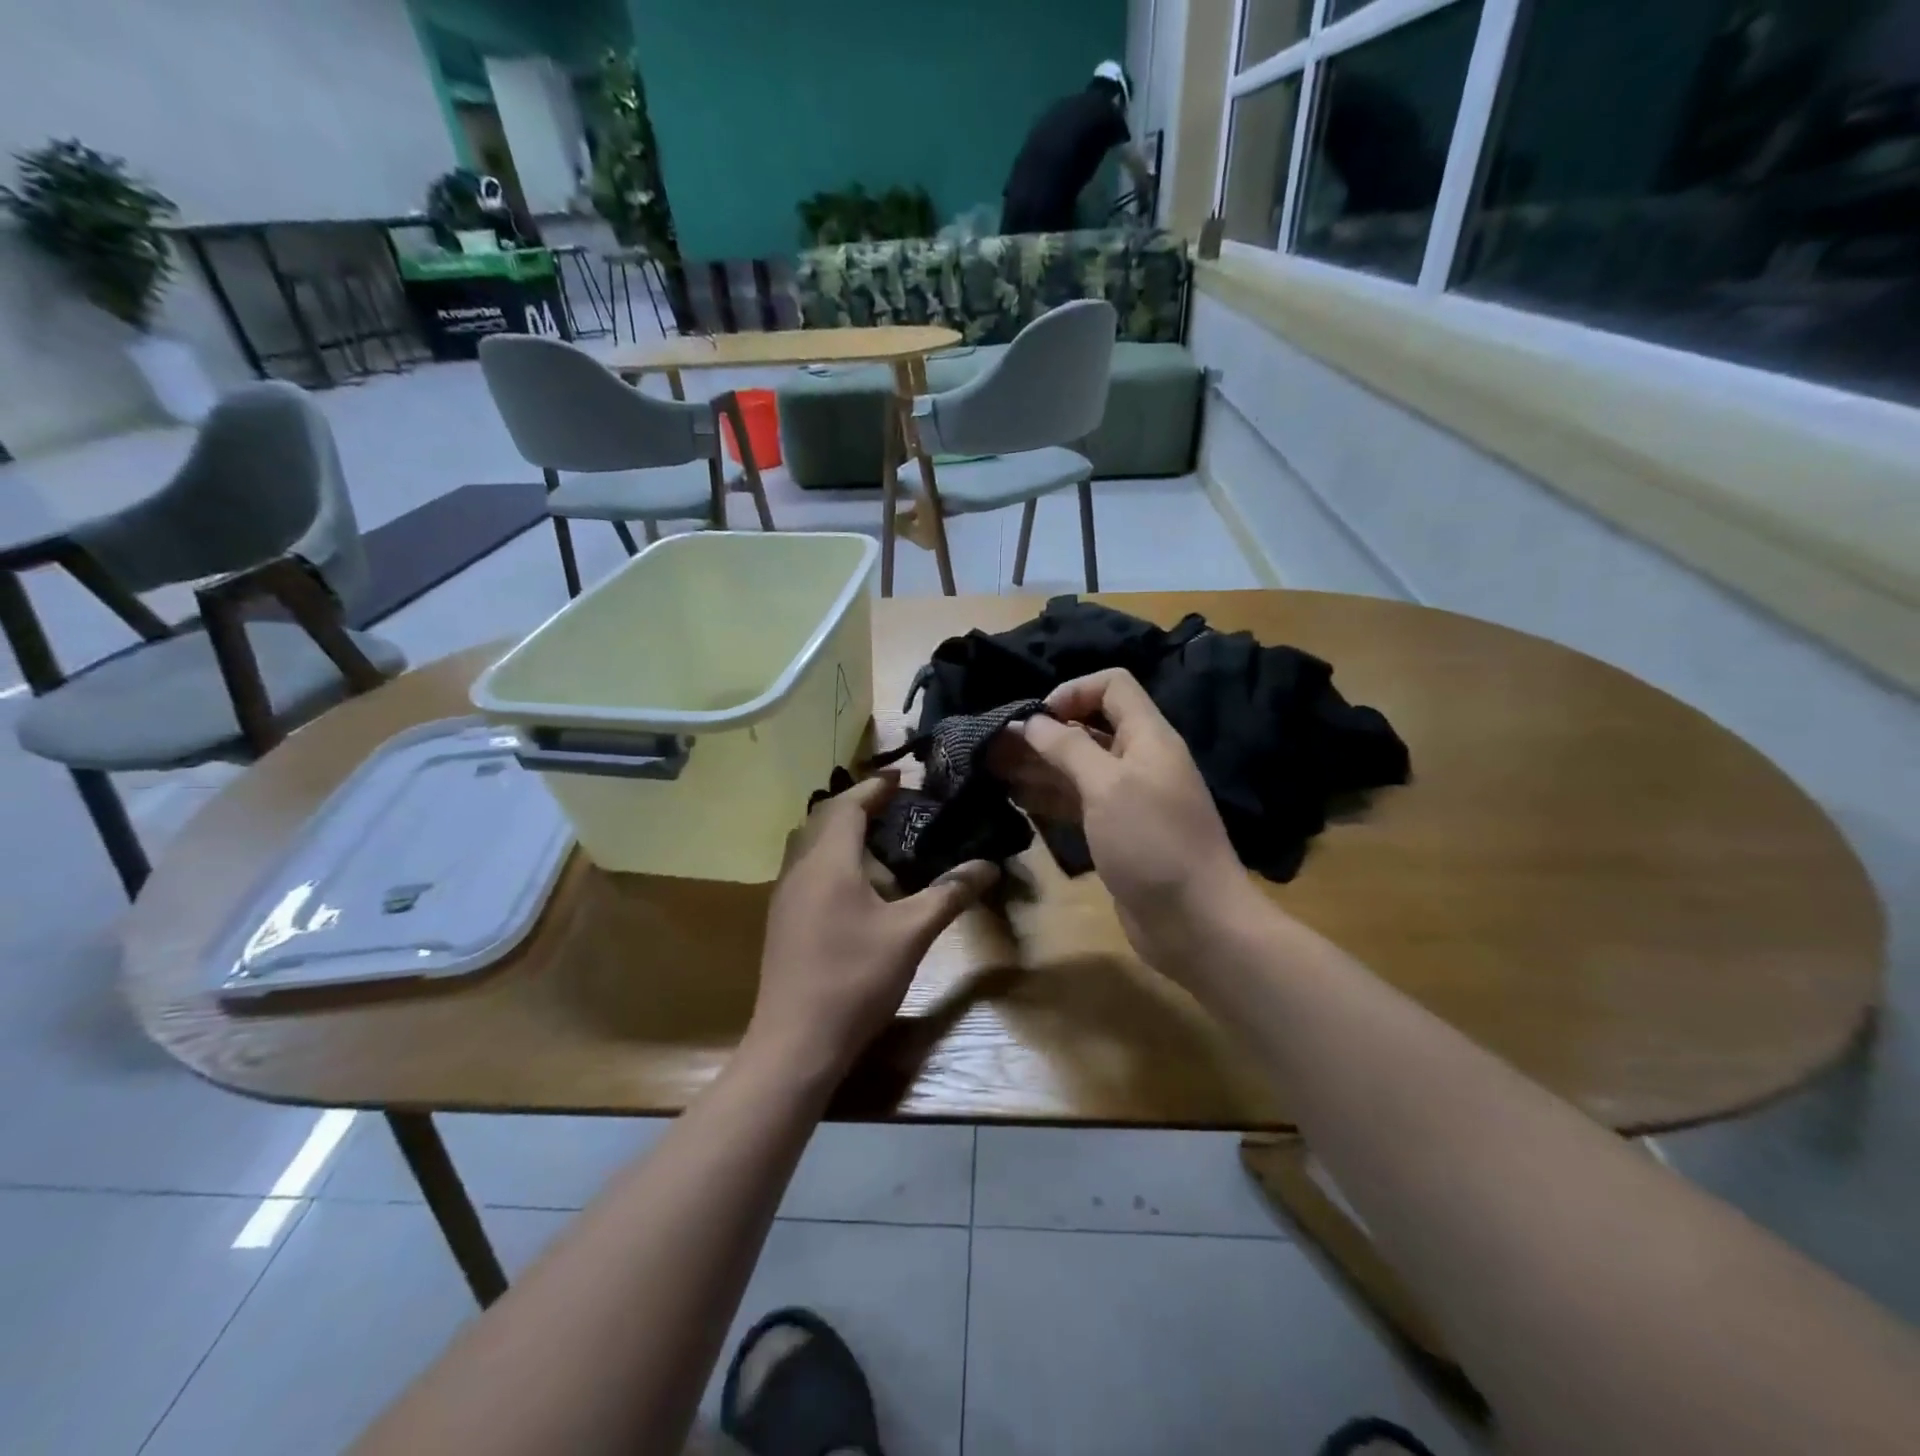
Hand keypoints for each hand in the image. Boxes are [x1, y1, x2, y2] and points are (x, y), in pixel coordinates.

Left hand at [745, 776, 997, 1082]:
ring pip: (809, 843)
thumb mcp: (912, 934)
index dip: (875, 787)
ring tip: (876, 836)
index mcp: (828, 861)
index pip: (848, 804)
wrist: (796, 1042)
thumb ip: (949, 894)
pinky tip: (853, 882)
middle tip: (894, 804)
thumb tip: (988, 866)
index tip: (902, 778)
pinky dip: (829, 856)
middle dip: (857, 804)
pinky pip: (805, 868)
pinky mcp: (781, 919)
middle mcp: (799, 868)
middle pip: (823, 818)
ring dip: (839, 830)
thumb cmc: (856, 979)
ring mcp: (784, 895)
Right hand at [991, 669, 1254, 974]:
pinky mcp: (1115, 832)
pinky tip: (1015, 798)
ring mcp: (1127, 799)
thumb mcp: (1108, 786)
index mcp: (1147, 737)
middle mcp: (1138, 761)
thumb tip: (1033, 721)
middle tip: (994, 746)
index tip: (1036, 720)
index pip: (1112, 686)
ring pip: (1077, 768)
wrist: (1195, 922)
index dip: (1072, 692)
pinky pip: (1078, 802)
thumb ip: (1069, 748)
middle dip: (1043, 733)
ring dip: (1038, 765)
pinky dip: (1048, 796)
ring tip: (992, 768)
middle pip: (1087, 728)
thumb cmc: (1153, 843)